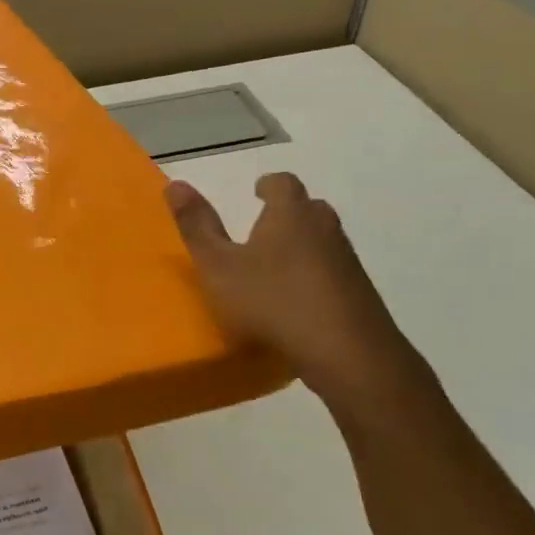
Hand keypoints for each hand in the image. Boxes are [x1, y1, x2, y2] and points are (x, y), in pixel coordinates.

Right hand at [166, 173, 425, 410]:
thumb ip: (196, 227)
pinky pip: (332, 272)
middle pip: (307, 209)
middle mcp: (324, 228)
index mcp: (290, 214)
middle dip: (286, 214)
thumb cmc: (272, 301)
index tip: (256, 193)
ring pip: (322, 241)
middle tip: (262, 230)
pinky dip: (314, 277)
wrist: (346, 351)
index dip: (268, 186)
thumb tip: (175, 184)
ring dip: (301, 247)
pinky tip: (297, 302)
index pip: (283, 183)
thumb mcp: (219, 267)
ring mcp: (346, 260)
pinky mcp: (359, 292)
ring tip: (274, 269)